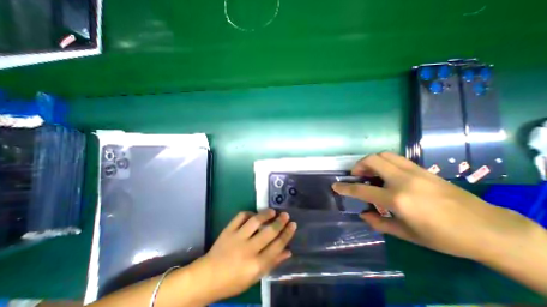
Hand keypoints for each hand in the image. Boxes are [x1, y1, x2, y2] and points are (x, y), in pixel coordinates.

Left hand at [196, 210, 297, 299]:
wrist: (207, 277)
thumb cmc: (233, 281)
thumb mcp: (255, 277)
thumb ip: (272, 263)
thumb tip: (288, 251)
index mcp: (256, 265)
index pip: (277, 246)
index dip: (287, 234)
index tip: (293, 225)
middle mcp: (248, 250)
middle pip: (269, 232)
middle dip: (280, 222)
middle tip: (285, 215)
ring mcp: (237, 238)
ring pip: (255, 221)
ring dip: (265, 214)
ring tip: (272, 211)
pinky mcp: (228, 230)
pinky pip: (240, 217)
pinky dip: (249, 213)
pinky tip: (253, 215)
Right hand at [331, 152, 539, 262]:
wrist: (489, 229)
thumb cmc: (444, 237)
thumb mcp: (407, 235)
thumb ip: (380, 224)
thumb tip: (363, 214)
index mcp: (397, 200)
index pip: (361, 190)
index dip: (345, 188)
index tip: (335, 186)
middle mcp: (403, 180)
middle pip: (372, 161)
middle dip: (358, 166)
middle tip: (358, 176)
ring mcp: (414, 172)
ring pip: (384, 155)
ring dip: (371, 161)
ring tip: (371, 173)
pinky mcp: (422, 169)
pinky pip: (396, 158)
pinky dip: (385, 162)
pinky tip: (387, 174)